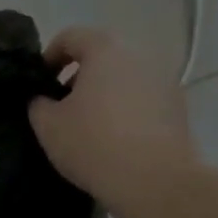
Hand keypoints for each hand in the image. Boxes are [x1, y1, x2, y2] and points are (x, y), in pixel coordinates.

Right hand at [28, 28, 197, 212]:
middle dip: (78, 74)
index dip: (49, 56)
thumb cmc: (93, 144)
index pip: (71, 36)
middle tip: (62, 104)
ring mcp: (165, 79)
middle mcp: (140, 55)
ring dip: (103, 90)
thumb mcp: (47, 124)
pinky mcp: (178, 106)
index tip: (40, 82)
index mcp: (106, 50)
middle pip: (102, 54)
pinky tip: (114, 136)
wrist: (154, 181)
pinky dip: (125, 107)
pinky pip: (142, 96)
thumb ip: (38, 102)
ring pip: (124, 75)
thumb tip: (43, 98)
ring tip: (88, 123)